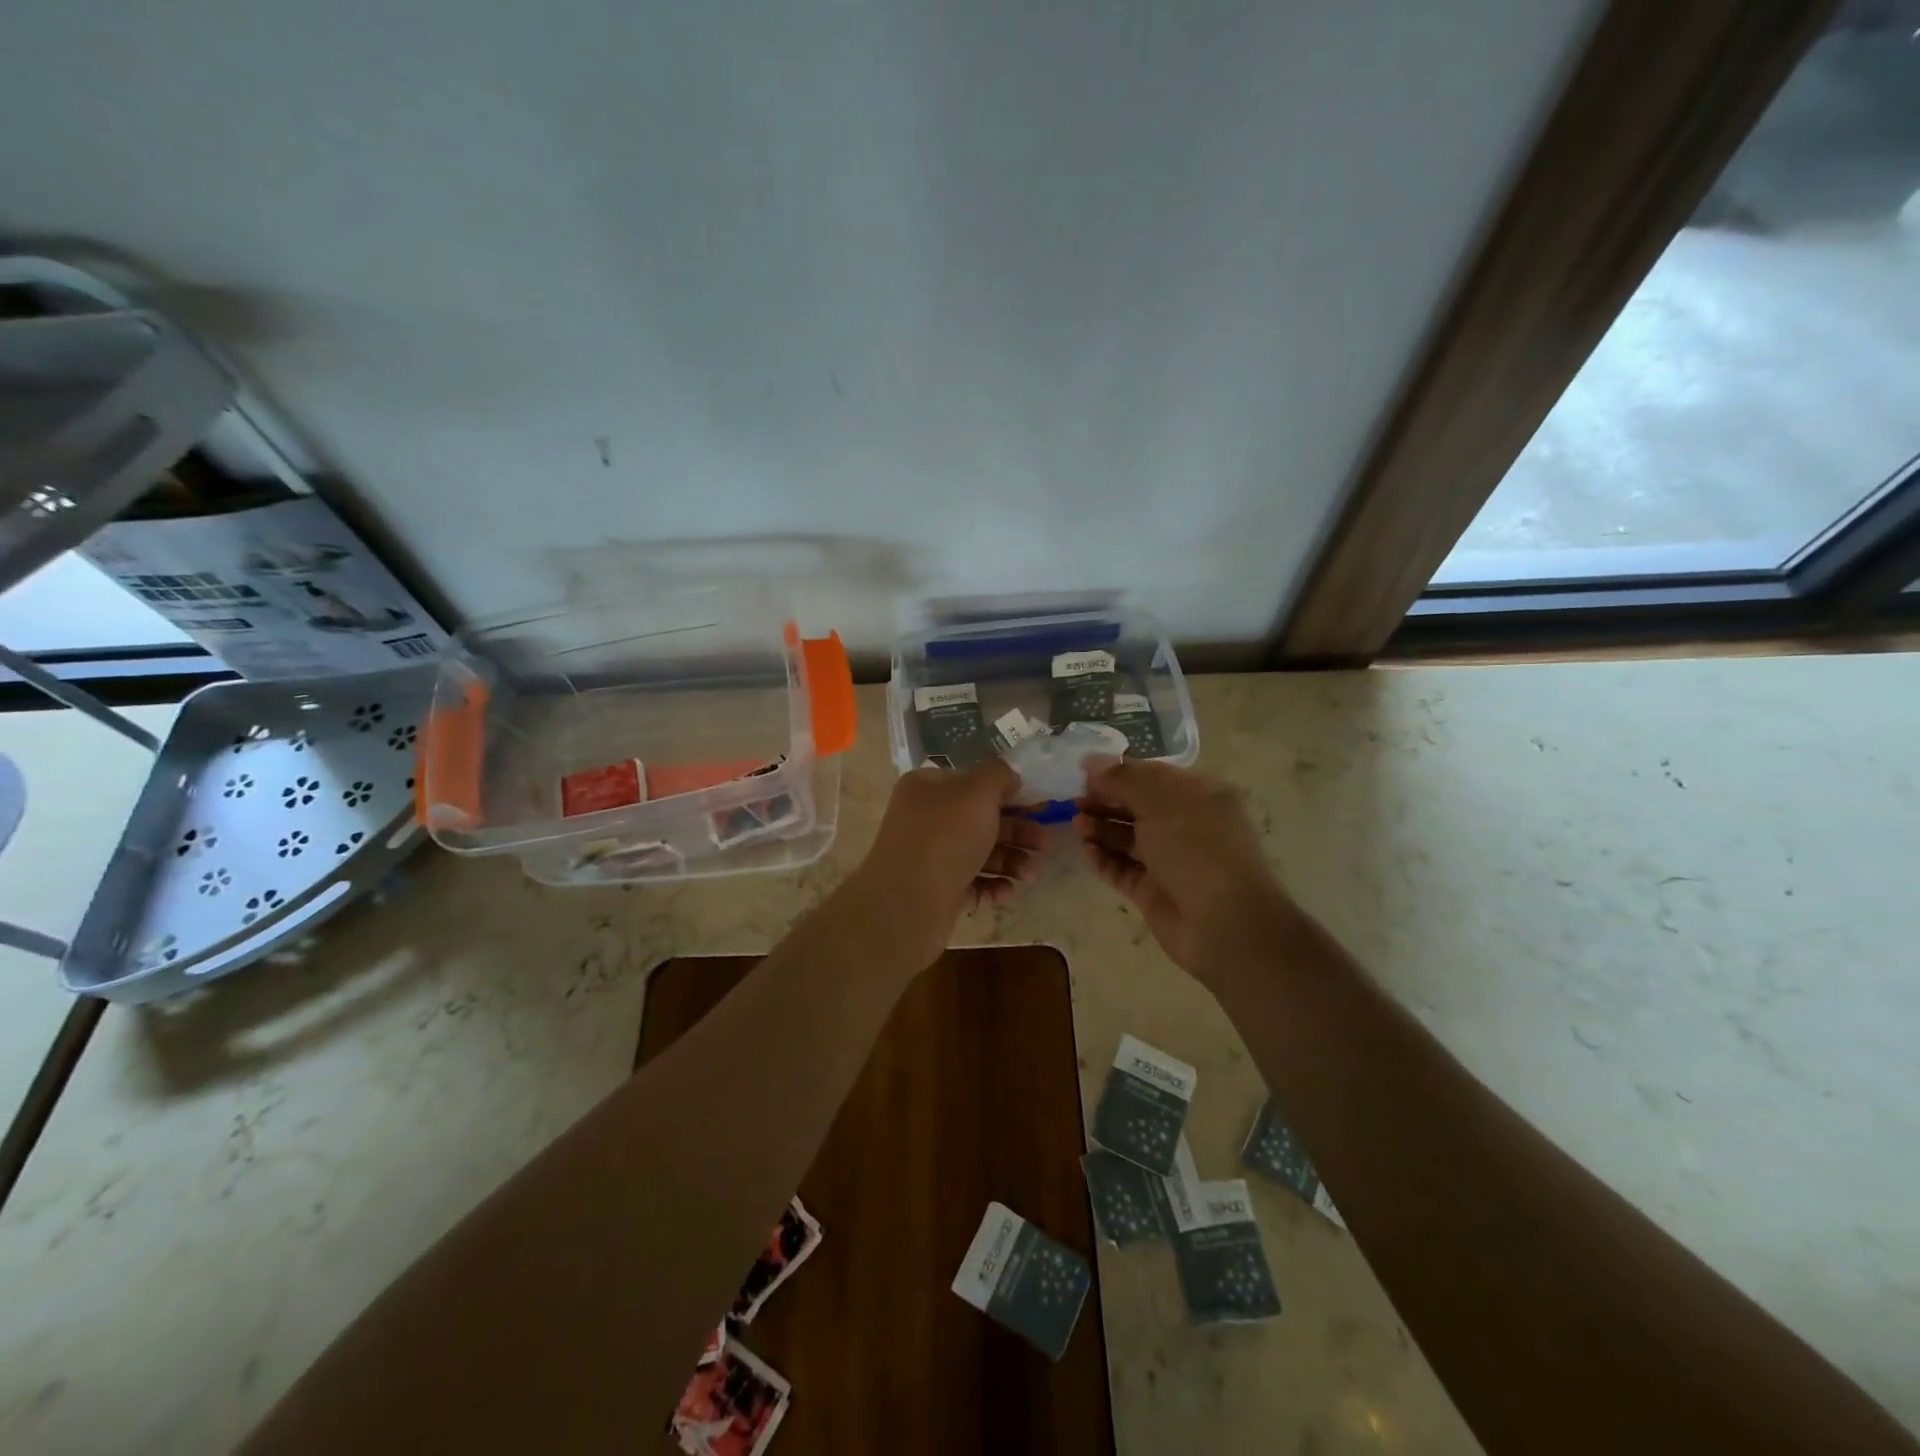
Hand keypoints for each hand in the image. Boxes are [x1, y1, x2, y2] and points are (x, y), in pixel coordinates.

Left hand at [847, 759, 1045, 965]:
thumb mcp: (977, 792)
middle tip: (1045, 844)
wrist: (906, 903)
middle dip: (1017, 831)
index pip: (973, 782)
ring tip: (1030, 874)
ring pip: (979, 853)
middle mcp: (926, 819)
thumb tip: (1010, 776)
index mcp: (928, 788)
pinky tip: (1008, 891)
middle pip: (980, 820)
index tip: (1040, 804)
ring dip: (1010, 861)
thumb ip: (998, 775)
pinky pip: (971, 883)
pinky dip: (992, 885)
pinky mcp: (936, 890)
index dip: (1009, 791)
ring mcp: (930, 856)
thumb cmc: (945, 838)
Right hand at [1075, 759, 1296, 991]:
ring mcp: (1170, 861)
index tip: (1084, 773)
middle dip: (1106, 801)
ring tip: (1076, 825)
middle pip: (1138, 806)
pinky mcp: (1154, 891)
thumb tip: (1092, 761)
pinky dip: (1104, 860)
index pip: (1153, 775)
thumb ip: (1124, 779)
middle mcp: (1186, 825)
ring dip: (1101, 829)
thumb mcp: (1161, 802)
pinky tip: (1085, 852)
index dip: (1119, 772)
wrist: (1226, 925)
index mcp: (1199, 796)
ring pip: (1128, 838)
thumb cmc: (1198, 850)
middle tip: (1075, 800)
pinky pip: (1123, 869)